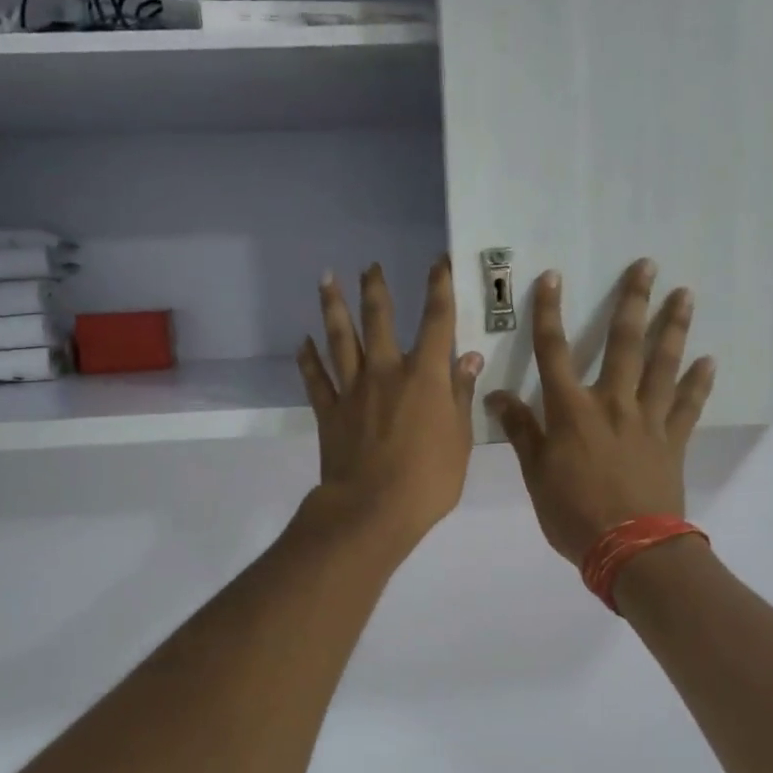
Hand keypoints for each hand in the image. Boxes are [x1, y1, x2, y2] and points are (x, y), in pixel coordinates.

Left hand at [296, 259, 483, 554]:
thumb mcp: (460, 439)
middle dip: (376, 289)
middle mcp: (386, 372)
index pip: (436, 321)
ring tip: (326, 280)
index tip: (437, 262)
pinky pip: (315, 378)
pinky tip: (302, 342)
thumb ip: (461, 395)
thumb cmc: (428, 479)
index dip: (439, 288)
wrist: (373, 509)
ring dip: (333, 308)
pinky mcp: (329, 411)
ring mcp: (353, 389)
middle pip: (378, 319)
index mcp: (424, 376)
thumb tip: (469, 357)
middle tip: (370, 265)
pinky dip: (308, 359)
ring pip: (339, 339)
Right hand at [486, 259, 715, 565]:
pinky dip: (700, 383)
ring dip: (674, 328)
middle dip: (633, 302)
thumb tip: (496, 395)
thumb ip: (520, 430)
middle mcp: (612, 403)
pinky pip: (689, 405)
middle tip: (647, 266)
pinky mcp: (673, 441)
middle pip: (623, 344)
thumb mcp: (534, 475)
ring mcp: (648, 420)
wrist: (630, 549)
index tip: (553, 277)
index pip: (554, 351)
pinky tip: (709, 360)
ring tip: (685, 295)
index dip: (549, 313)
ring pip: (663, 365)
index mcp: (571, 410)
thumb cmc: (573, 513)